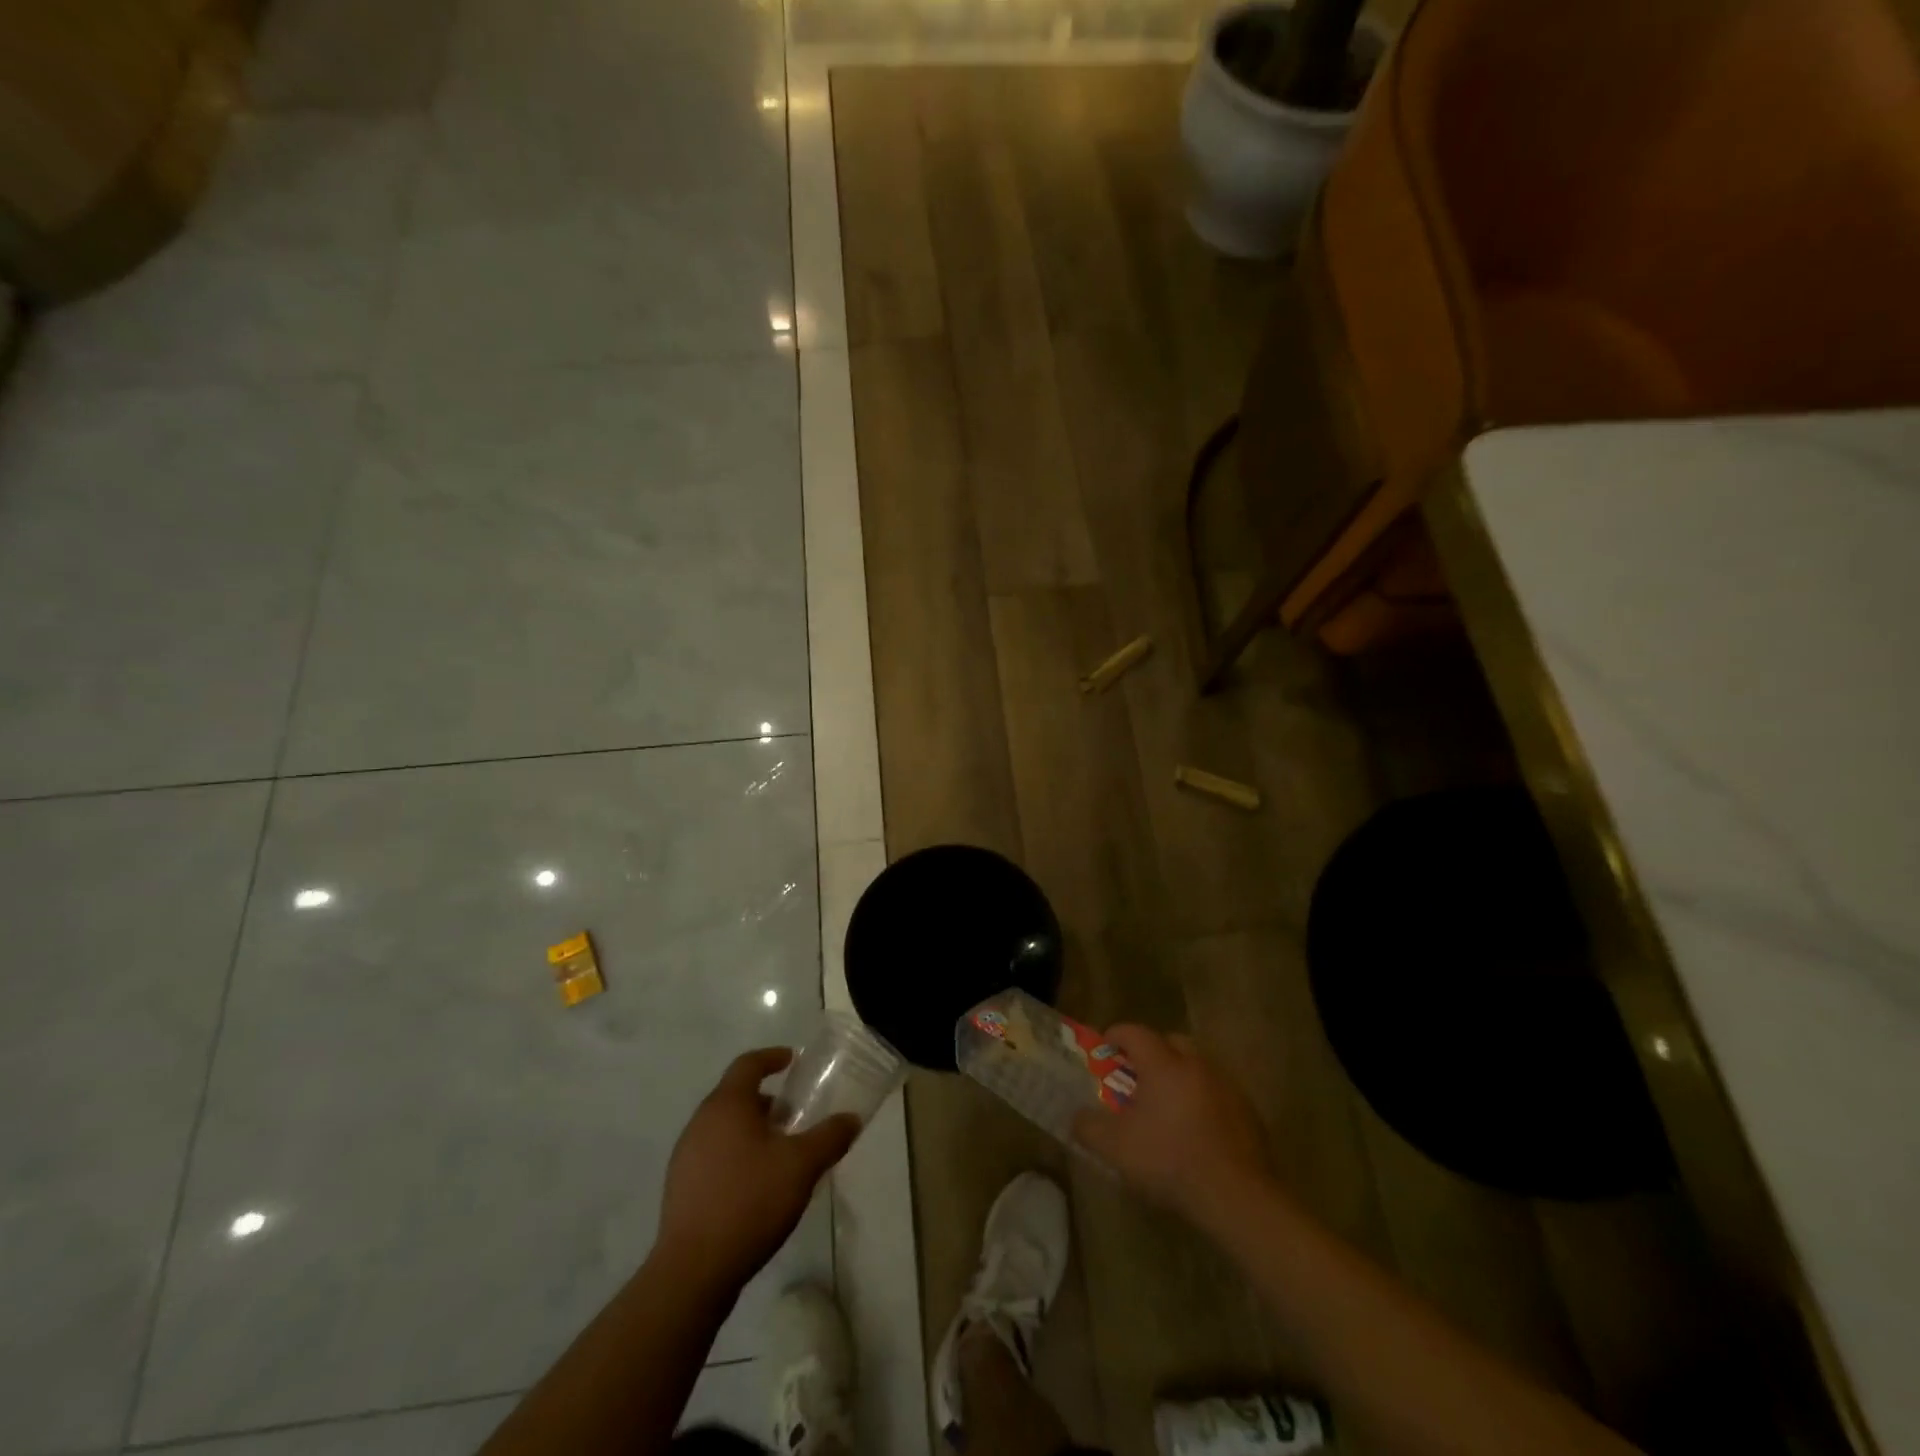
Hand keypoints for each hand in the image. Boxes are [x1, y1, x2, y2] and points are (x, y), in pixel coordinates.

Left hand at [658, 1048, 857, 1289]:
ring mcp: (685, 1156)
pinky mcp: (680, 1188)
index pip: (748, 1064)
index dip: (771, 1057)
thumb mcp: (802, 1166)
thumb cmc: (750, 1201)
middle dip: (765, 1100)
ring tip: (778, 1152)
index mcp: (726, 1105)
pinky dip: (735, 1155)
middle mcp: (700, 1122)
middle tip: (792, 1115)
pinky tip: (755, 1184)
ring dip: (750, 1129)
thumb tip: (851, 1118)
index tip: (792, 1060)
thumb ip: (829, 1137)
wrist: (693, 1271)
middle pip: (735, 1096)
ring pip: (723, 1127)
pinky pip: (712, 1155)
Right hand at [1071, 1025, 1271, 1225]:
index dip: (1116, 1035)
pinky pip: (1216, 1092)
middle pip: (1170, 1042)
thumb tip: (1077, 1117)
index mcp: (1163, 1064)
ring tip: (1166, 1105)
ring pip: (1196, 1066)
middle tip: (1137, 1076)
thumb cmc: (1170, 1160)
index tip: (1104, 1049)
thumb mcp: (1115, 1148)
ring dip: (1179, 1076)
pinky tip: (1195, 1130)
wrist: (1237, 1195)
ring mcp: (1225, 1085)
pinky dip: (1202, 1100)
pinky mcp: (1247, 1110)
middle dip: (1151, 1052)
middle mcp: (1195, 1064)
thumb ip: (1089, 1127)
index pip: (1135, 1032)